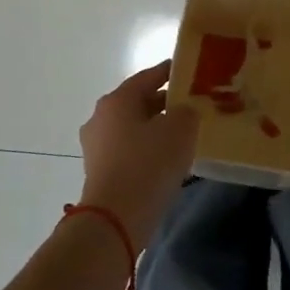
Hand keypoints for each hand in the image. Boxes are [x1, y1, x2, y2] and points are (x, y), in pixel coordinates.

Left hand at [78, 61, 198, 242]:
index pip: (149, 76)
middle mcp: (101, 117)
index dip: (171, 72)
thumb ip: (187, 112)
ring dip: (156, 128)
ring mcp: (96, 145)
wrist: (116, 218)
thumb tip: (183, 111)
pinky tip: (167, 160)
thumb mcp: (180, 130)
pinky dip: (147, 149)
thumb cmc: (149, 164)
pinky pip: (129, 150)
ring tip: (184, 135)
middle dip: (165, 103)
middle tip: (192, 106)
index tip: (189, 71)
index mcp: (118, 99)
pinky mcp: (99, 170)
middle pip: (139, 102)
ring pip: (133, 127)